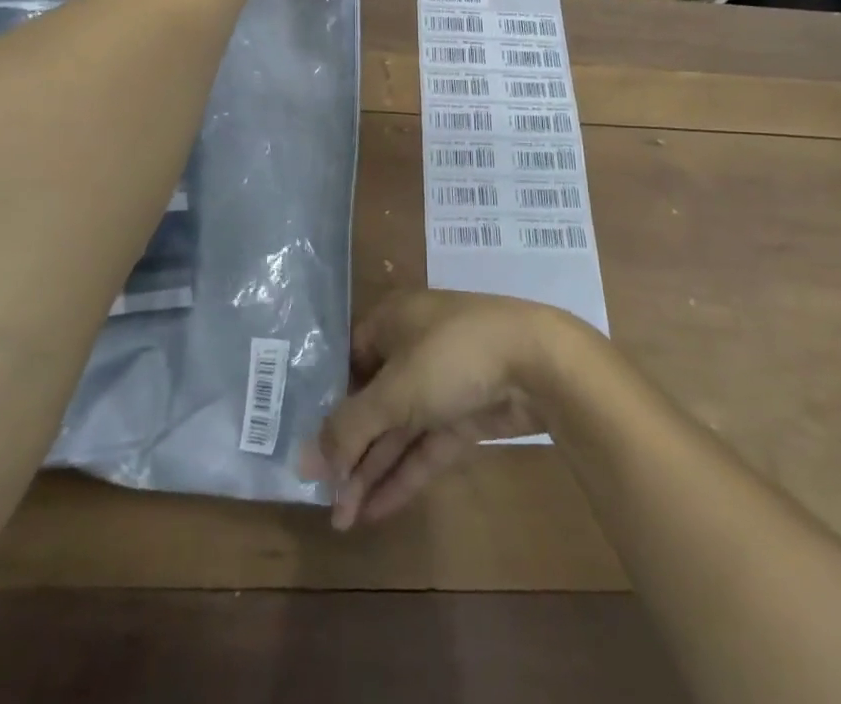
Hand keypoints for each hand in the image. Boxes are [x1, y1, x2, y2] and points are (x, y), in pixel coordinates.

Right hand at [303, 291, 586, 529]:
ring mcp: (441, 382)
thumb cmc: (451, 355)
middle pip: (371, 402)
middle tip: (325, 501)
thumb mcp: (394, 390)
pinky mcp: (465, 413)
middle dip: (350, 450)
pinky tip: (376, 511)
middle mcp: (411, 346)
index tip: (307, 450)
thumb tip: (303, 462)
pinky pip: (425, 445)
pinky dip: (403, 474)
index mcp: (390, 321)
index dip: (328, 405)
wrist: (537, 361)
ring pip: (398, 428)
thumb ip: (350, 428)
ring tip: (343, 519)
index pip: (347, 362)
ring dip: (373, 470)